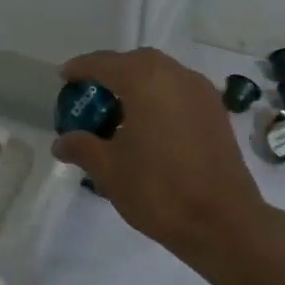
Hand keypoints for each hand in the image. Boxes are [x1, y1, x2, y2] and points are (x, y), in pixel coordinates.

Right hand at [51, 48, 275, 269]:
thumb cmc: (158, 190)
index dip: (81, 68)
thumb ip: (82, 147)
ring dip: (138, 84)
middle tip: (91, 93)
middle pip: (136, 62)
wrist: (223, 222)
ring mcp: (201, 92)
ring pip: (162, 74)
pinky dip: (159, 97)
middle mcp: (176, 76)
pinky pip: (179, 91)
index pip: (105, 63)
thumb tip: (62, 142)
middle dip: (112, 72)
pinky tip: (148, 126)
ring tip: (118, 111)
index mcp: (146, 81)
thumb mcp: (109, 170)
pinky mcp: (216, 112)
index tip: (64, 77)